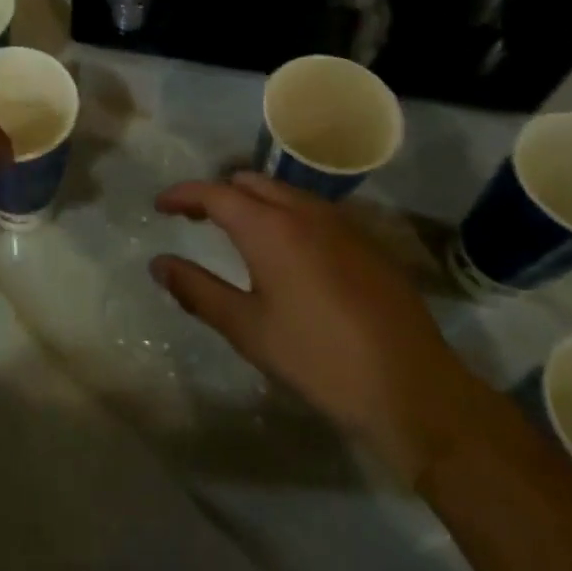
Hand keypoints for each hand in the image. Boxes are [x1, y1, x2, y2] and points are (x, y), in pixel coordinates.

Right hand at [152, 173, 485, 485]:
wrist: (413, 388)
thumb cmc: (318, 358)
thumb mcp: (248, 329)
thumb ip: (197, 290)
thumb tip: (159, 264)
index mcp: (270, 227)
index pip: (214, 193)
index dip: (182, 195)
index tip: (160, 206)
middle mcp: (305, 212)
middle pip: (250, 182)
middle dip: (217, 194)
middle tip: (195, 219)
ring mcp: (342, 224)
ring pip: (285, 193)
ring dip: (254, 202)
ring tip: (237, 233)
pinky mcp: (367, 243)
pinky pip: (314, 211)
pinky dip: (286, 216)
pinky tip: (288, 253)